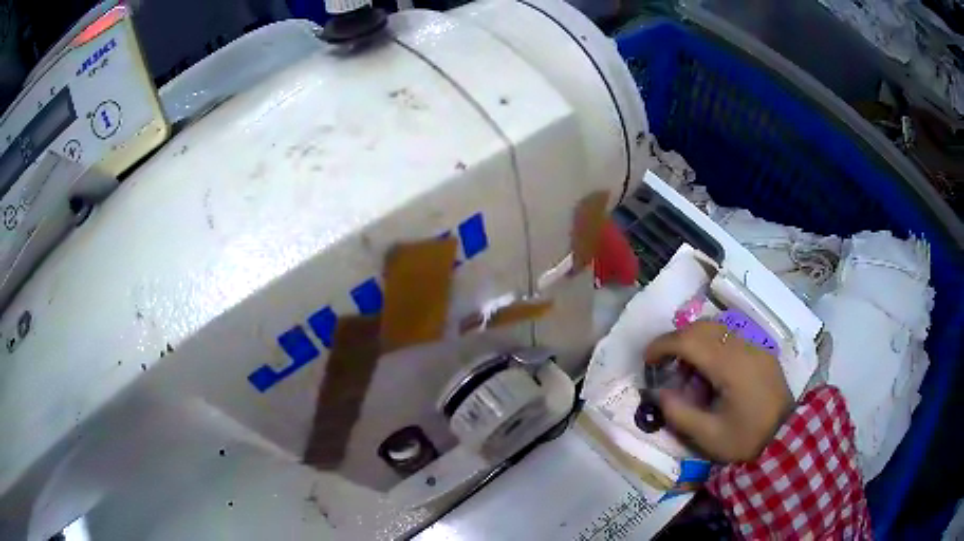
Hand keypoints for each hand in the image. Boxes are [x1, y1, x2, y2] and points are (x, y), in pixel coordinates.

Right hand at [644, 320, 793, 462]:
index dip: (662, 344)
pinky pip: (731, 336)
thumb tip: (657, 391)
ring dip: (694, 340)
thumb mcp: (707, 435)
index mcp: (731, 366)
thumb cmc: (746, 440)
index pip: (690, 339)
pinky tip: (710, 370)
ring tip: (686, 369)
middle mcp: (744, 347)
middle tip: (663, 364)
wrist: (787, 439)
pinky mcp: (762, 352)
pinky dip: (712, 345)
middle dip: (676, 339)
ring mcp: (756, 346)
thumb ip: (678, 412)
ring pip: (717, 328)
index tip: (646, 359)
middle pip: (702, 326)